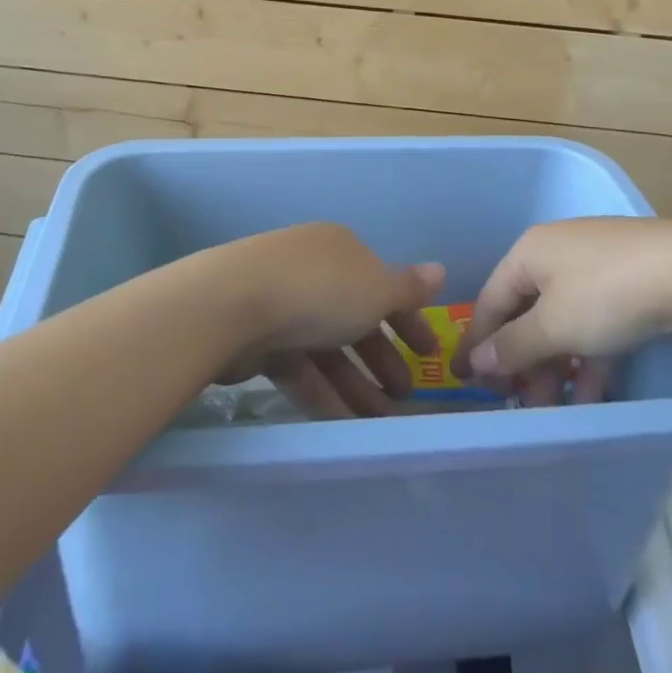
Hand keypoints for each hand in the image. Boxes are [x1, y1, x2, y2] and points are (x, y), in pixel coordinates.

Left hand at [218, 222, 445, 419]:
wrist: (232, 305)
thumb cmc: (319, 291)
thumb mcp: (376, 290)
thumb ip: (408, 289)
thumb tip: (439, 271)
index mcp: (340, 249)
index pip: (382, 284)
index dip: (408, 320)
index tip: (428, 354)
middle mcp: (312, 270)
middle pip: (354, 317)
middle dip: (382, 358)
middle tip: (405, 396)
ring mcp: (281, 303)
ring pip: (327, 347)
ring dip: (356, 383)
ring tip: (380, 422)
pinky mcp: (256, 337)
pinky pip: (299, 366)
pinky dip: (322, 392)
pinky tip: (343, 423)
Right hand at [453, 217, 671, 403]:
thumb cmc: (606, 294)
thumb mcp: (554, 325)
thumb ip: (513, 345)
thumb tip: (477, 360)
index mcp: (530, 251)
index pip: (491, 299)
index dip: (479, 342)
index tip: (469, 381)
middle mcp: (556, 253)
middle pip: (527, 312)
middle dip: (522, 362)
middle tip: (518, 403)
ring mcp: (594, 267)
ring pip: (562, 322)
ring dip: (555, 367)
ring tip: (554, 411)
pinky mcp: (626, 285)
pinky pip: (593, 324)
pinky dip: (588, 358)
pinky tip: (592, 397)